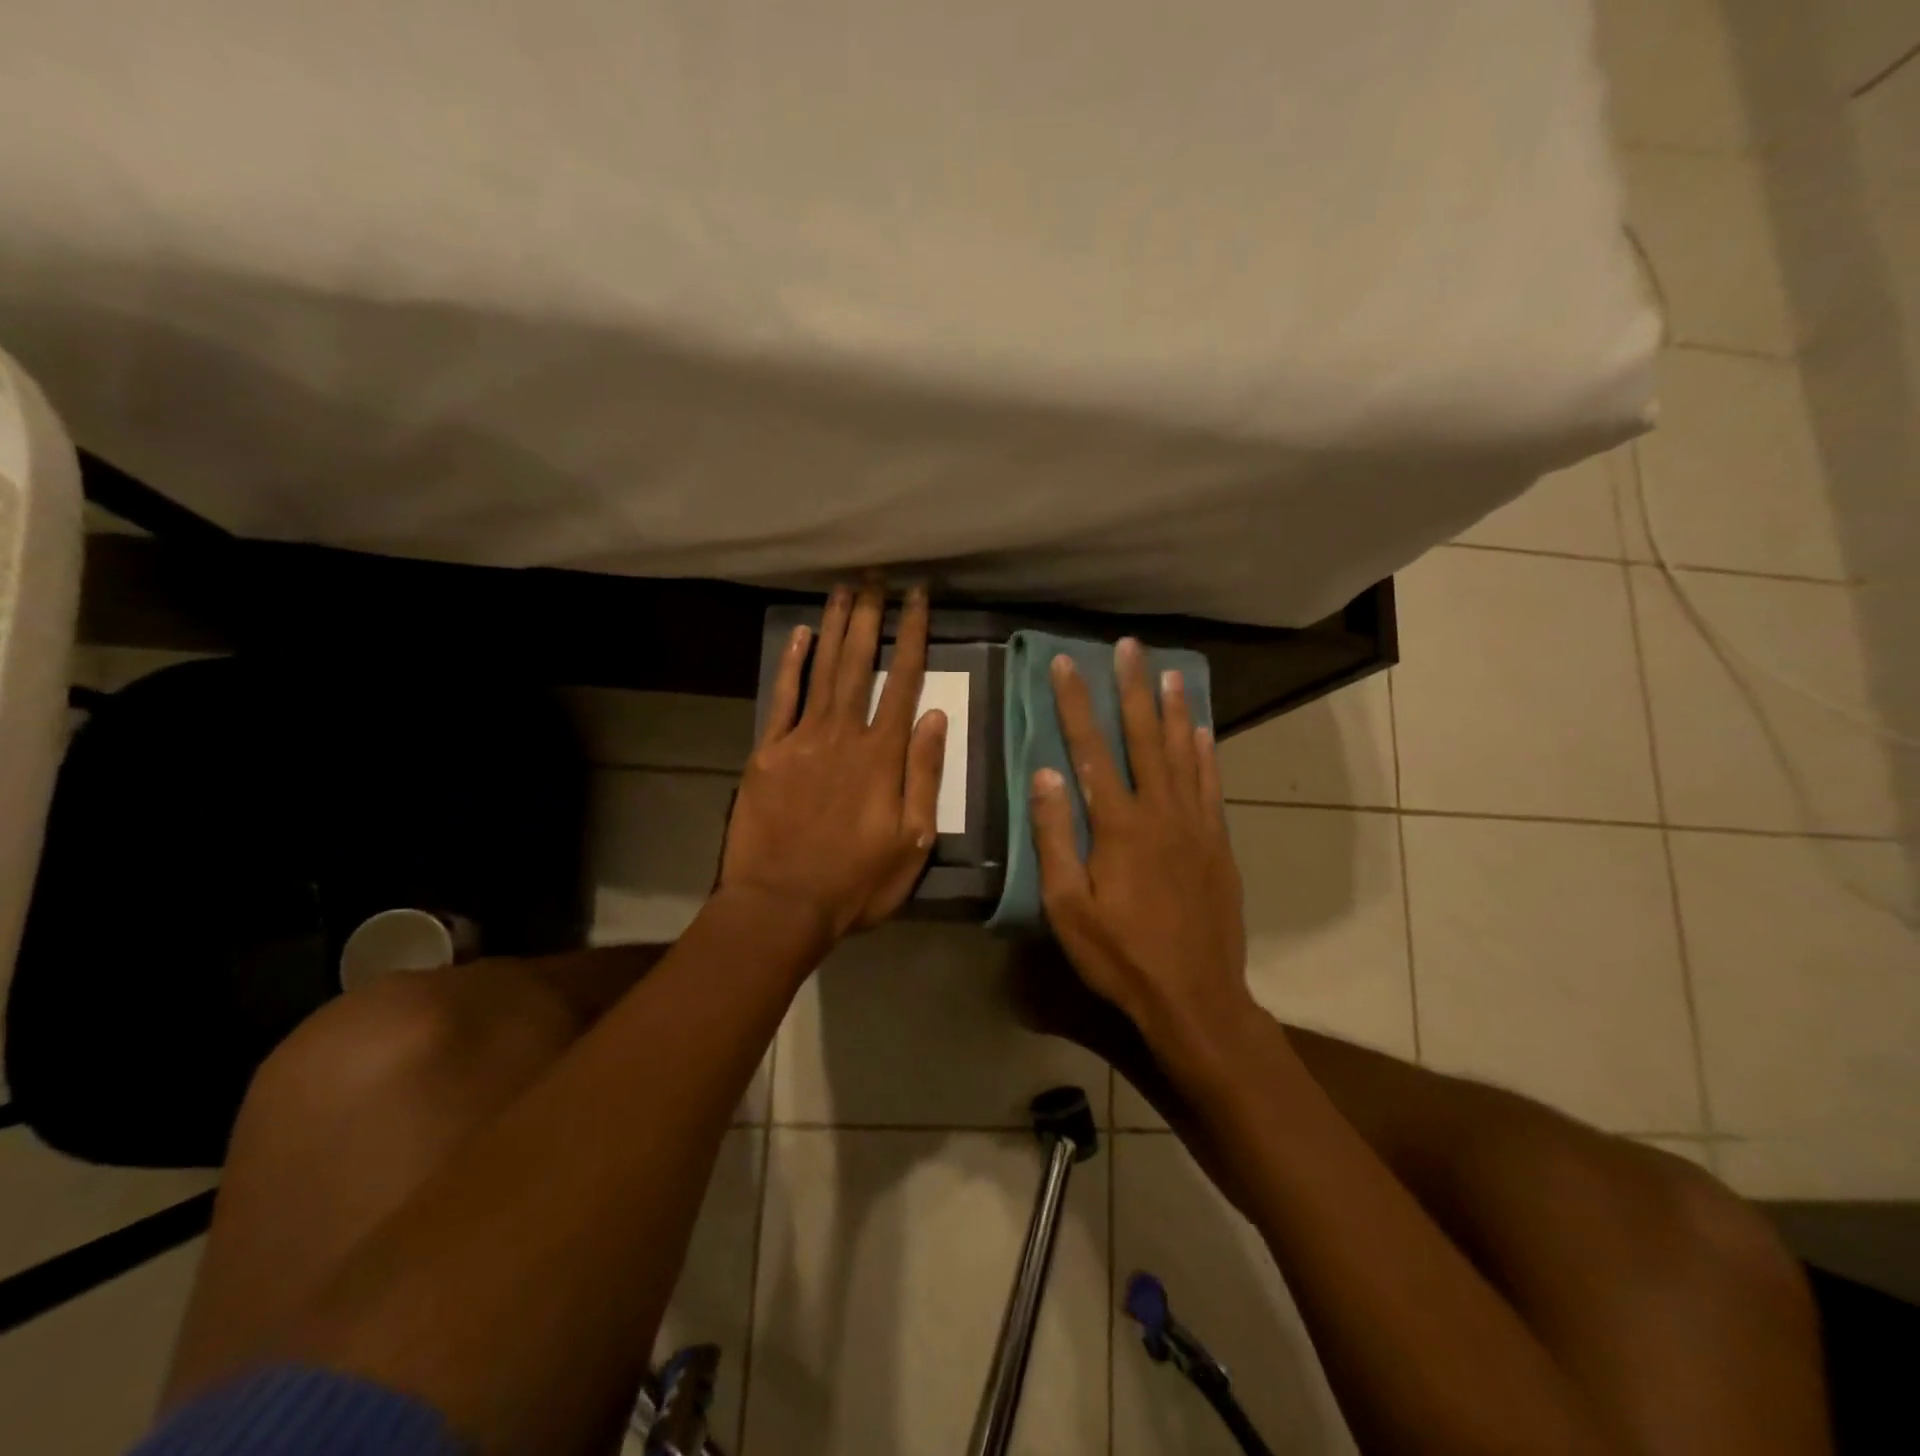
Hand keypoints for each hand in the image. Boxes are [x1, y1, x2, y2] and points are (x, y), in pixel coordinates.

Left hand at [719, 580, 947, 939]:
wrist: (781, 905)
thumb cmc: (856, 882)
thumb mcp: (912, 841)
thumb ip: (924, 775)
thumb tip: (936, 717)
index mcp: (883, 756)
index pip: (903, 682)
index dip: (912, 636)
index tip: (918, 598)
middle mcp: (843, 735)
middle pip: (859, 663)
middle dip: (871, 616)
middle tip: (876, 576)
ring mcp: (801, 740)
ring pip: (823, 670)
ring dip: (836, 627)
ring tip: (846, 589)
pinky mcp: (768, 752)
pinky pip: (783, 698)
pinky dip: (792, 664)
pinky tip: (801, 634)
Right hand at [1030, 639, 1252, 1058]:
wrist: (1196, 996)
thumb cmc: (1120, 956)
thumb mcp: (1068, 907)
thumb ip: (1054, 837)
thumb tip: (1045, 773)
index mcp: (1118, 825)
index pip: (1090, 750)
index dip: (1076, 704)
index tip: (1065, 664)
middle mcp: (1160, 812)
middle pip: (1144, 738)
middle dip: (1133, 689)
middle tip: (1129, 647)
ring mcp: (1195, 825)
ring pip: (1183, 753)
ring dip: (1173, 710)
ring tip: (1168, 672)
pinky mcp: (1218, 843)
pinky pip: (1212, 785)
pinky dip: (1206, 753)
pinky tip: (1202, 730)